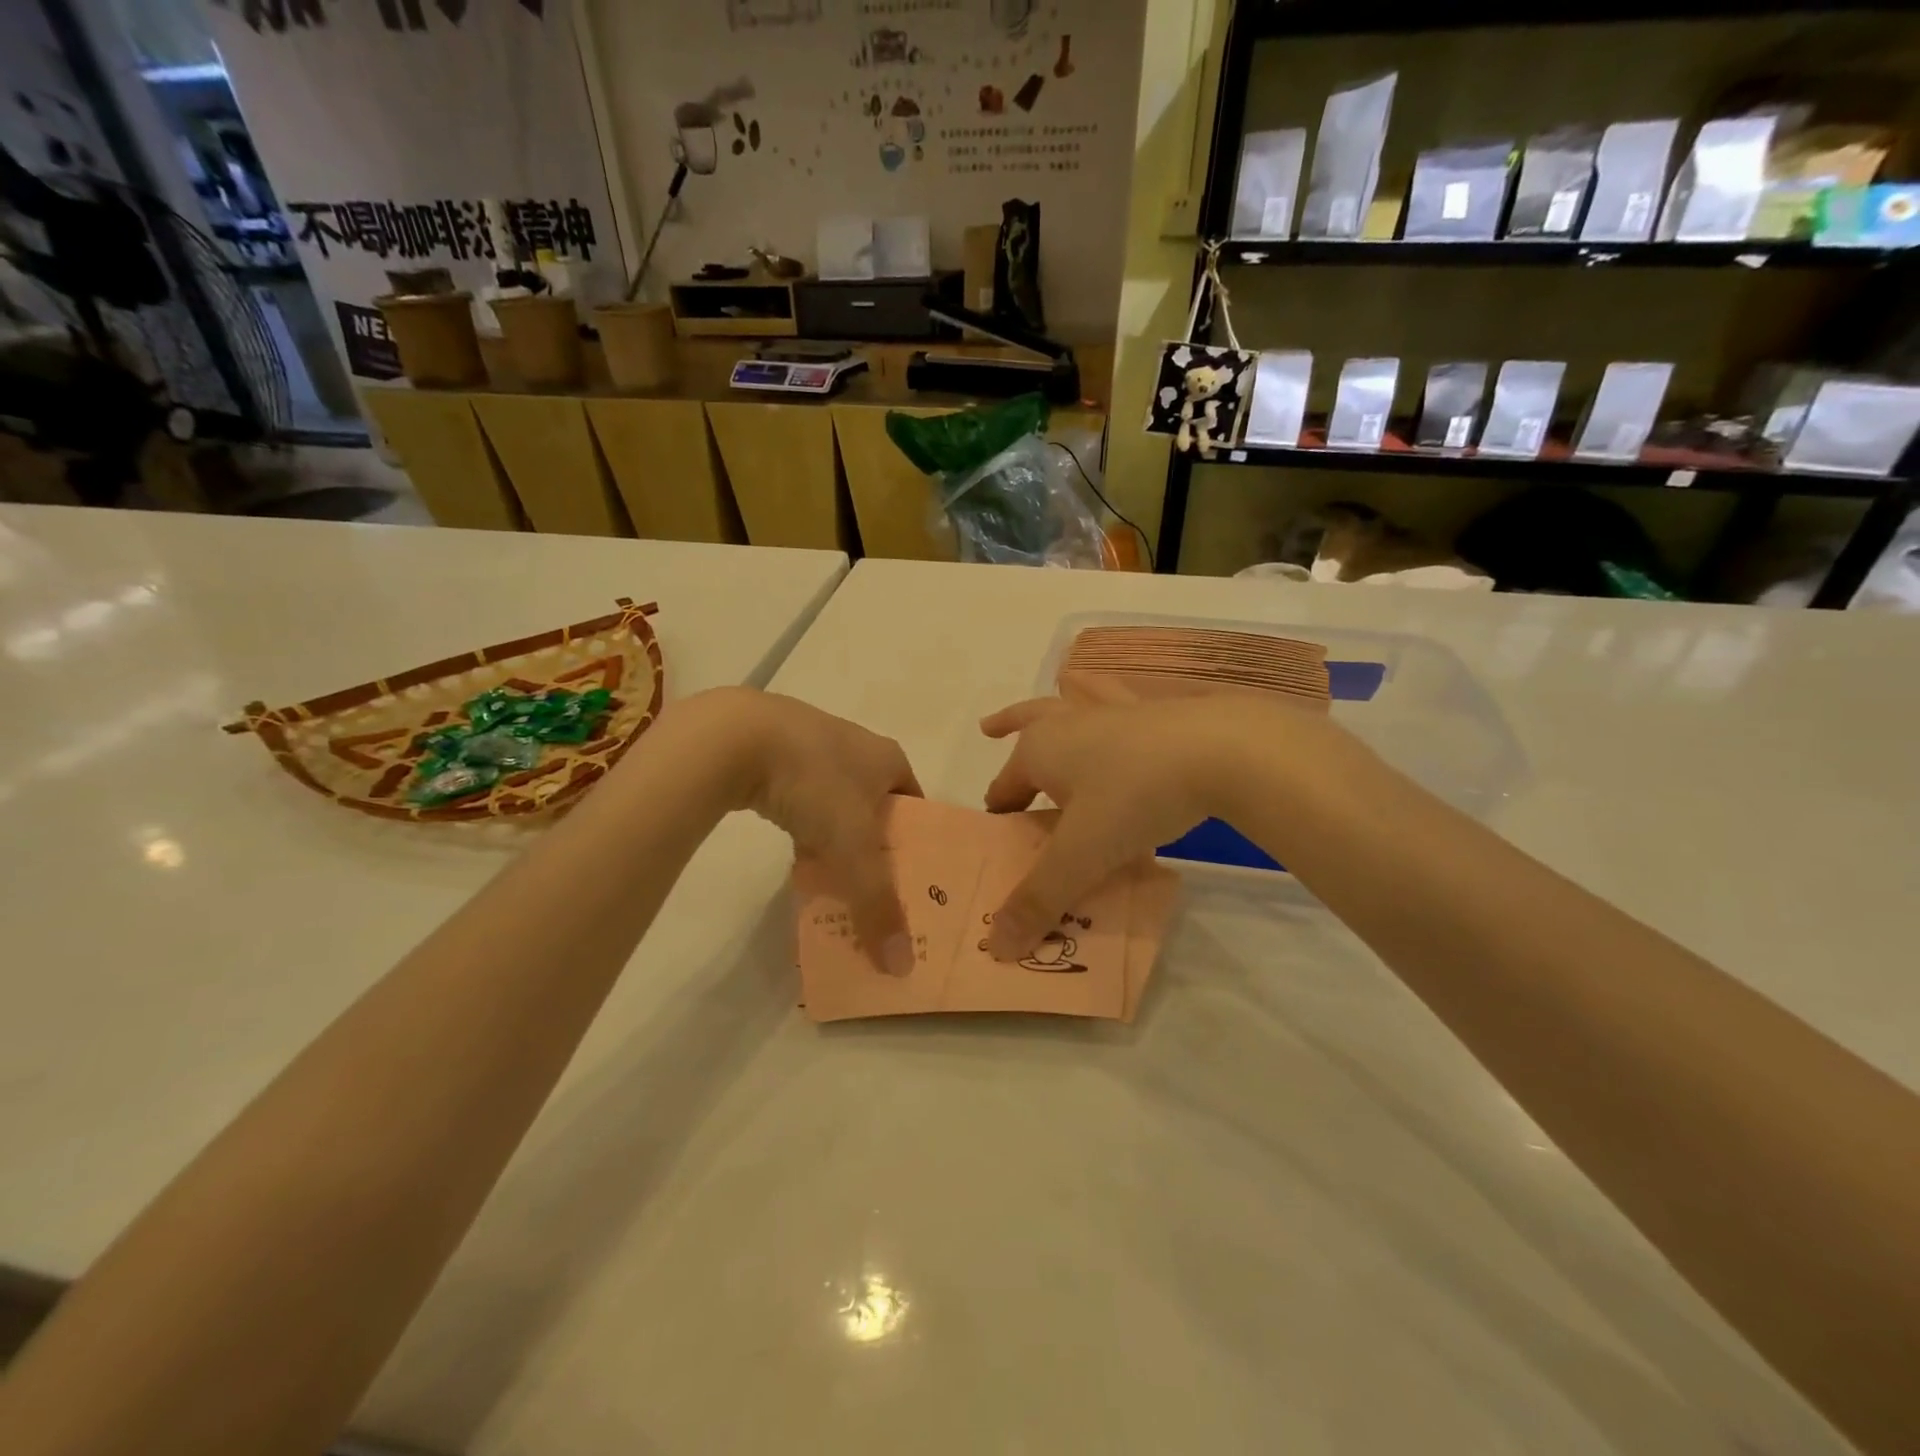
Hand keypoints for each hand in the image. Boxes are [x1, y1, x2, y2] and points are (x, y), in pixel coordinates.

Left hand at [685, 688, 922, 972]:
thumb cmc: (815, 783)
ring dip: (837, 841)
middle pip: (876, 808)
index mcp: (888, 758)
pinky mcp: (774, 753)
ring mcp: (813, 746)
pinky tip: (794, 857)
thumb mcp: (853, 849)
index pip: (916, 806)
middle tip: (873, 890)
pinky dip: (803, 828)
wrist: (736, 737)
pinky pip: (802, 800)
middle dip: (875, 848)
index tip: (911, 882)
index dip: (917, 844)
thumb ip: (878, 905)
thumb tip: (901, 966)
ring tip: (834, 881)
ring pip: (836, 806)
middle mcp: (857, 746)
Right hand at [978, 695, 1322, 958]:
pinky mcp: (1154, 711)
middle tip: (990, 729)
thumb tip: (995, 947)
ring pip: (1073, 702)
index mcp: (1038, 751)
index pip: (1003, 787)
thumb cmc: (1133, 797)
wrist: (1219, 749)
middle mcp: (1067, 723)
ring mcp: (1112, 711)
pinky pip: (1121, 702)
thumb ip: (1039, 900)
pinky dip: (1112, 699)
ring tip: (1052, 693)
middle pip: (1028, 725)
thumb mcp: (1082, 855)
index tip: (1001, 837)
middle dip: (1008, 727)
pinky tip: (1124, 703)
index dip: (998, 814)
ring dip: (1057, 703)